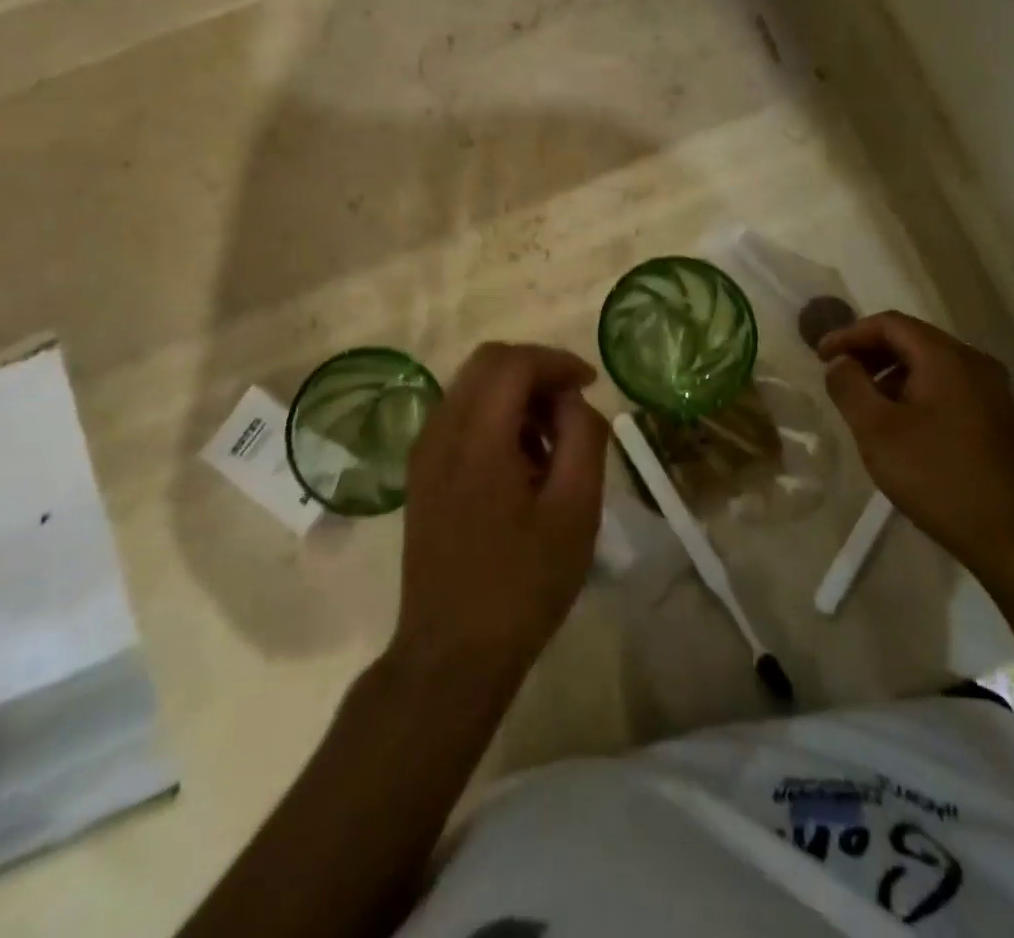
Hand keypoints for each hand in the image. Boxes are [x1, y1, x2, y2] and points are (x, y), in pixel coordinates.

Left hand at [389, 342, 609, 694]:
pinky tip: (521, 462)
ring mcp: (424, 451)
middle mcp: (440, 431)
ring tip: (552, 442)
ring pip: (472, 387)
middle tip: (572, 407)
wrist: (451, 653)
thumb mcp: (575, 512)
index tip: (592, 383)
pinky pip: (460, 417)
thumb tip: (573, 401)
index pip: (513, 362)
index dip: (557, 361)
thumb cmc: (522, 585)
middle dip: (536, 371)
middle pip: (487, 363)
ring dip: (516, 395)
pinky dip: (495, 417)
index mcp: (476, 438)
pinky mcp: (421, 472)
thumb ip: (582, 439)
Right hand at [817, 312, 1013, 586]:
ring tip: (863, 403)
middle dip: (869, 352)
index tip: (820, 356)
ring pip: (930, 365)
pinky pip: (946, 387)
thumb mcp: (876, 430)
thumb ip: (849, 386)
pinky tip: (898, 424)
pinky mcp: (997, 419)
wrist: (1013, 540)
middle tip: (837, 375)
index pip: (890, 324)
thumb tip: (840, 362)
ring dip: (890, 373)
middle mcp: (975, 364)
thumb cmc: (937, 477)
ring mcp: (992, 392)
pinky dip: (914, 391)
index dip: (849, 334)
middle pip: (912, 340)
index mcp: (947, 358)